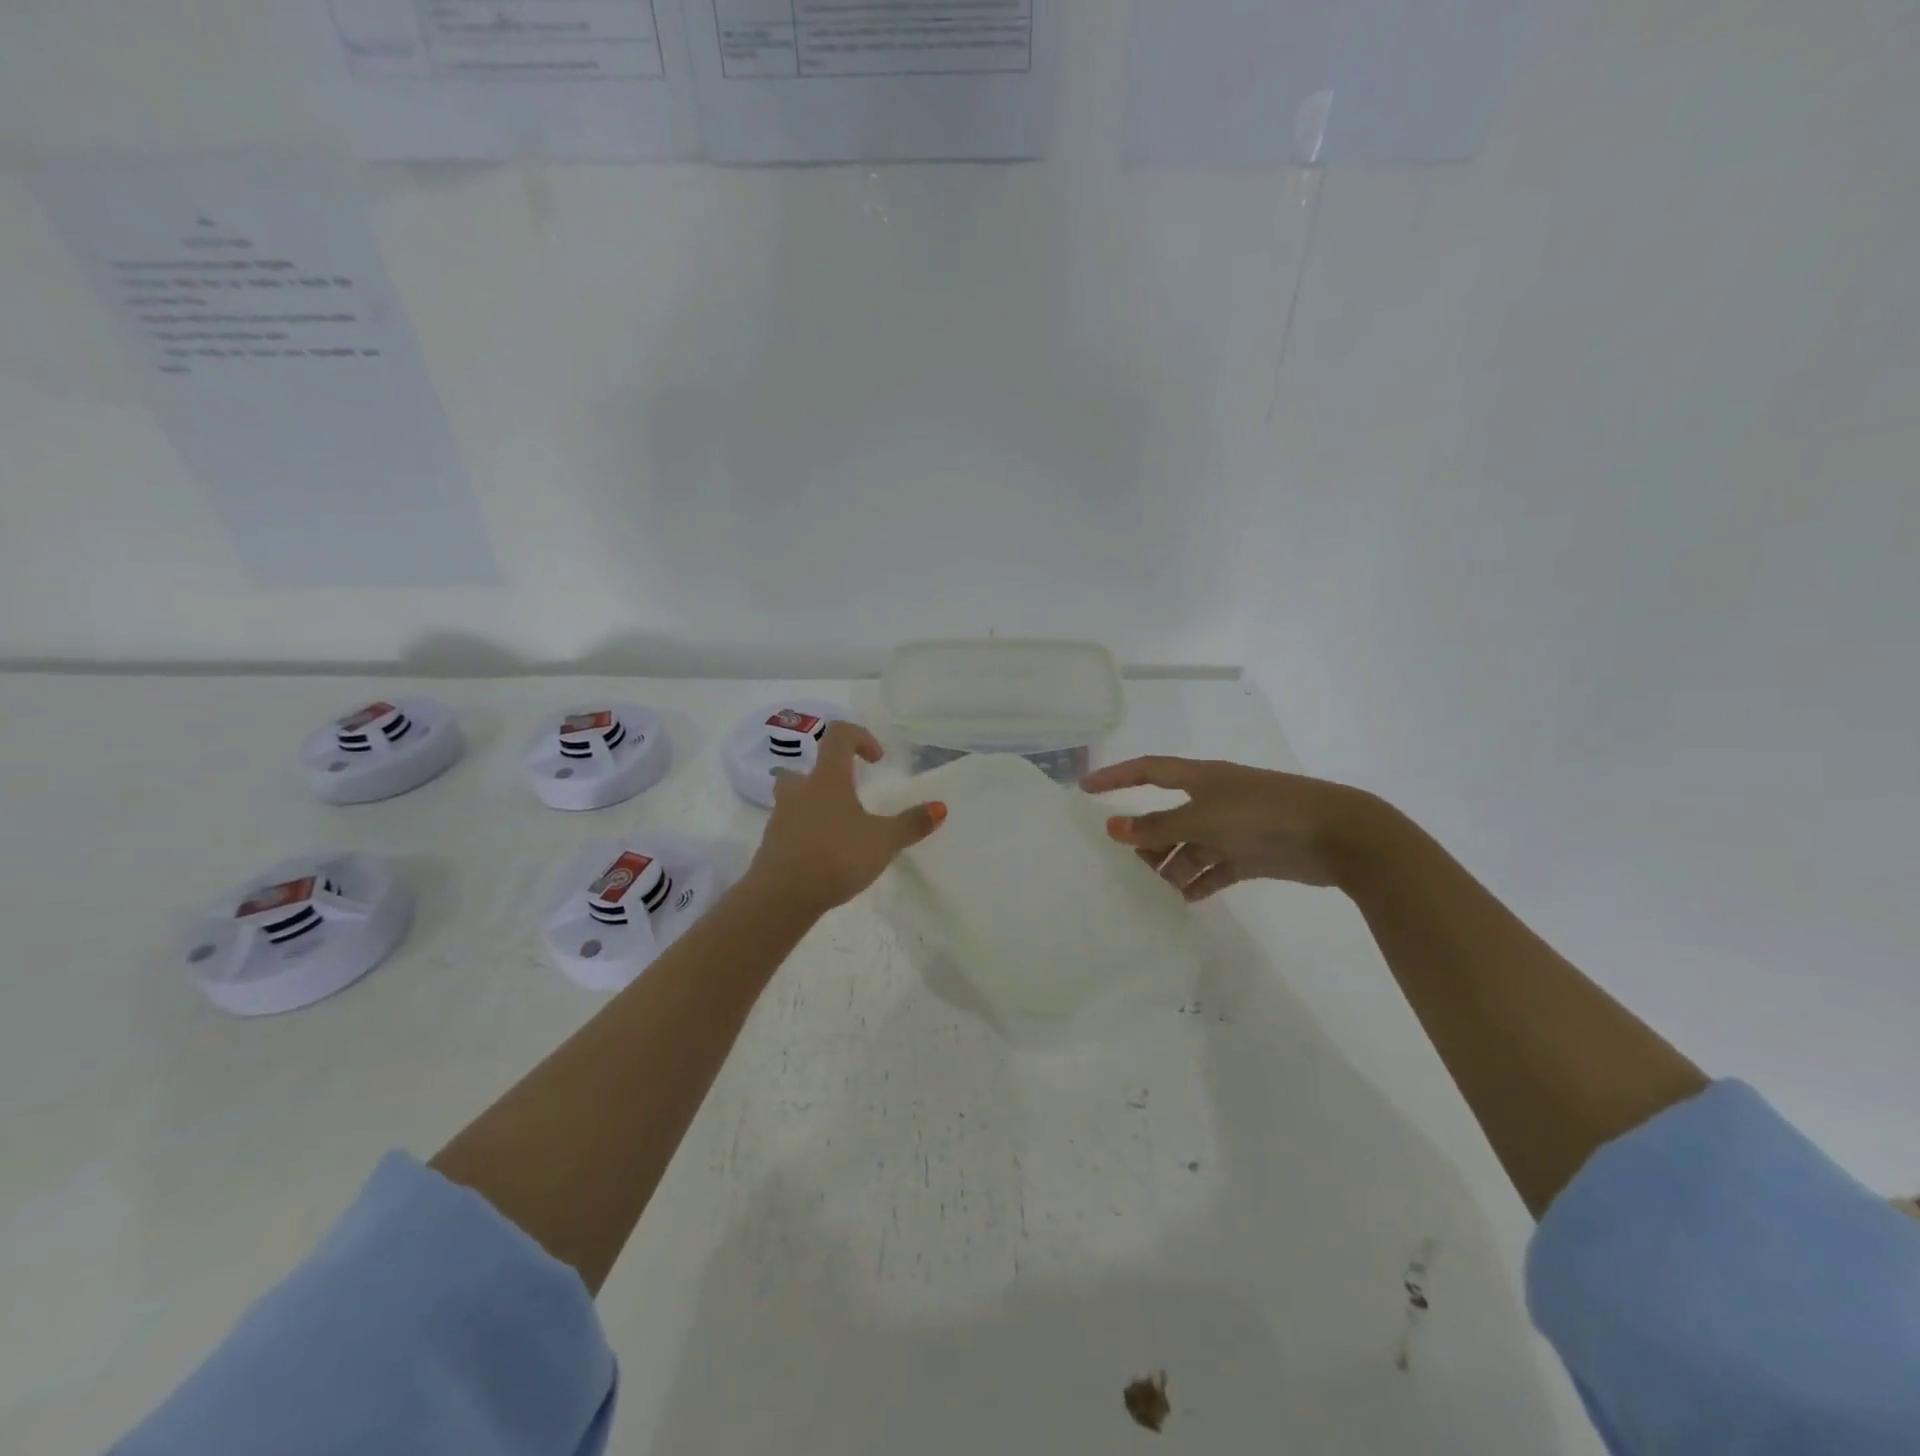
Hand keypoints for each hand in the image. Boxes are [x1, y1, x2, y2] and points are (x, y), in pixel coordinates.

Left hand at [746, 722, 946, 915]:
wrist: (780, 897)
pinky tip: (826, 853)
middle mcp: (800, 790)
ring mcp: (781, 816)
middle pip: (807, 767)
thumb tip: (940, 807)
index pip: (838, 735)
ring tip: (841, 826)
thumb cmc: (835, 857)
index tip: (877, 760)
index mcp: (827, 778)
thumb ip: (911, 824)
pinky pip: (791, 825)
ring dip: (816, 803)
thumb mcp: (882, 842)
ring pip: (795, 797)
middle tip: (850, 793)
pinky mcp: (772, 844)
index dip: (860, 737)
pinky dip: (807, 831)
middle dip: (829, 775)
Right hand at [1081, 756, 1378, 901]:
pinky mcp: (1250, 855)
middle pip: (1166, 816)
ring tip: (1154, 890)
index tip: (1085, 788)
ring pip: (1189, 846)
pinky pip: (1214, 869)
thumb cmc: (1263, 814)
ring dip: (1171, 866)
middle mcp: (1213, 800)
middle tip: (1125, 863)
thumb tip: (1113, 828)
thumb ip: (1158, 827)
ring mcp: (1232, 828)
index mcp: (1201, 779)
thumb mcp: (1204, 818)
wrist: (1335, 835)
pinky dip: (1198, 883)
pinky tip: (1184, 900)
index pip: (1148, 771)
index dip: (1116, 776)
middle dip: (1145, 837)